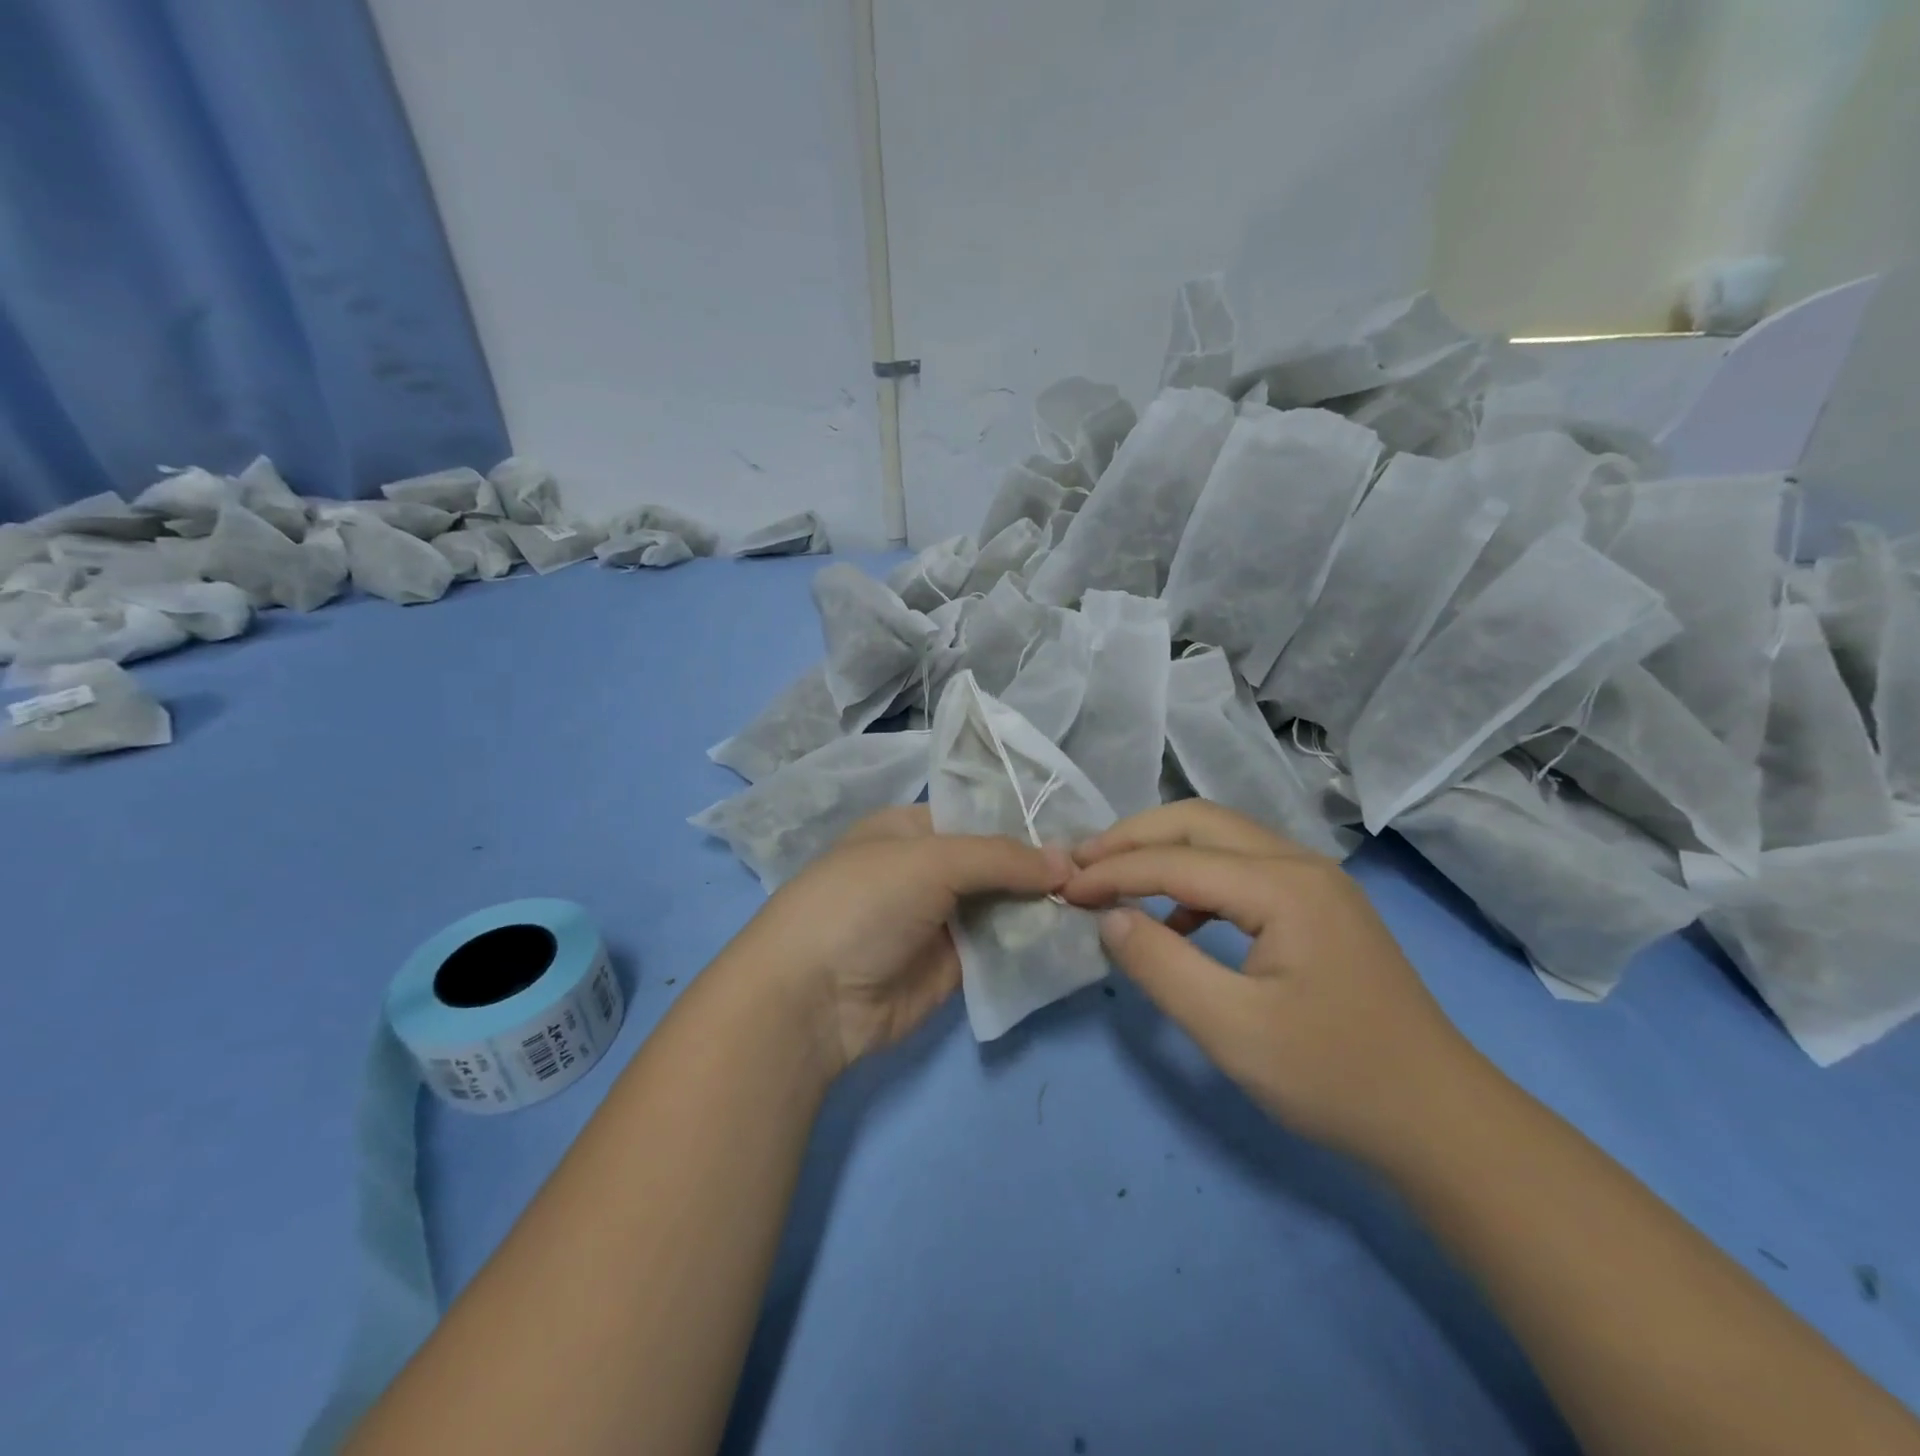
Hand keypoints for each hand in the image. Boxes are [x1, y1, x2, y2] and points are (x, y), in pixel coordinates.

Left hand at [727, 806, 1071, 1076]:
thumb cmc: (863, 902)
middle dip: (1041, 867)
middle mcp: (927, 870)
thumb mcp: (930, 859)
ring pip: (1003, 906)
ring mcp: (940, 920)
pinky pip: (1000, 950)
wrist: (812, 998)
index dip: (1027, 822)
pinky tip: (1076, 938)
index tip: (1082, 830)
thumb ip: (1000, 857)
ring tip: (1101, 901)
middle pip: (996, 863)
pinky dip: (1032, 944)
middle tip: (1103, 871)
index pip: (980, 816)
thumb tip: (1067, 861)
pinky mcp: (953, 968)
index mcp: (912, 829)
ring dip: (1043, 906)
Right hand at [1064, 801, 1477, 1157]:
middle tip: (1081, 864)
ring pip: (1221, 840)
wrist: (1441, 1122)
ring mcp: (1315, 883)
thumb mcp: (1232, 1030)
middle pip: (1199, 822)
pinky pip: (1241, 871)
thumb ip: (1161, 966)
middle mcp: (1300, 864)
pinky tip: (1174, 920)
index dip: (1113, 871)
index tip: (1062, 889)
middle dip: (1133, 838)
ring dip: (1162, 852)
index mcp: (1284, 885)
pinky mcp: (1317, 907)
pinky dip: (1195, 881)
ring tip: (1114, 880)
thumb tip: (1109, 918)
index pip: (1176, 860)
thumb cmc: (1335, 1077)